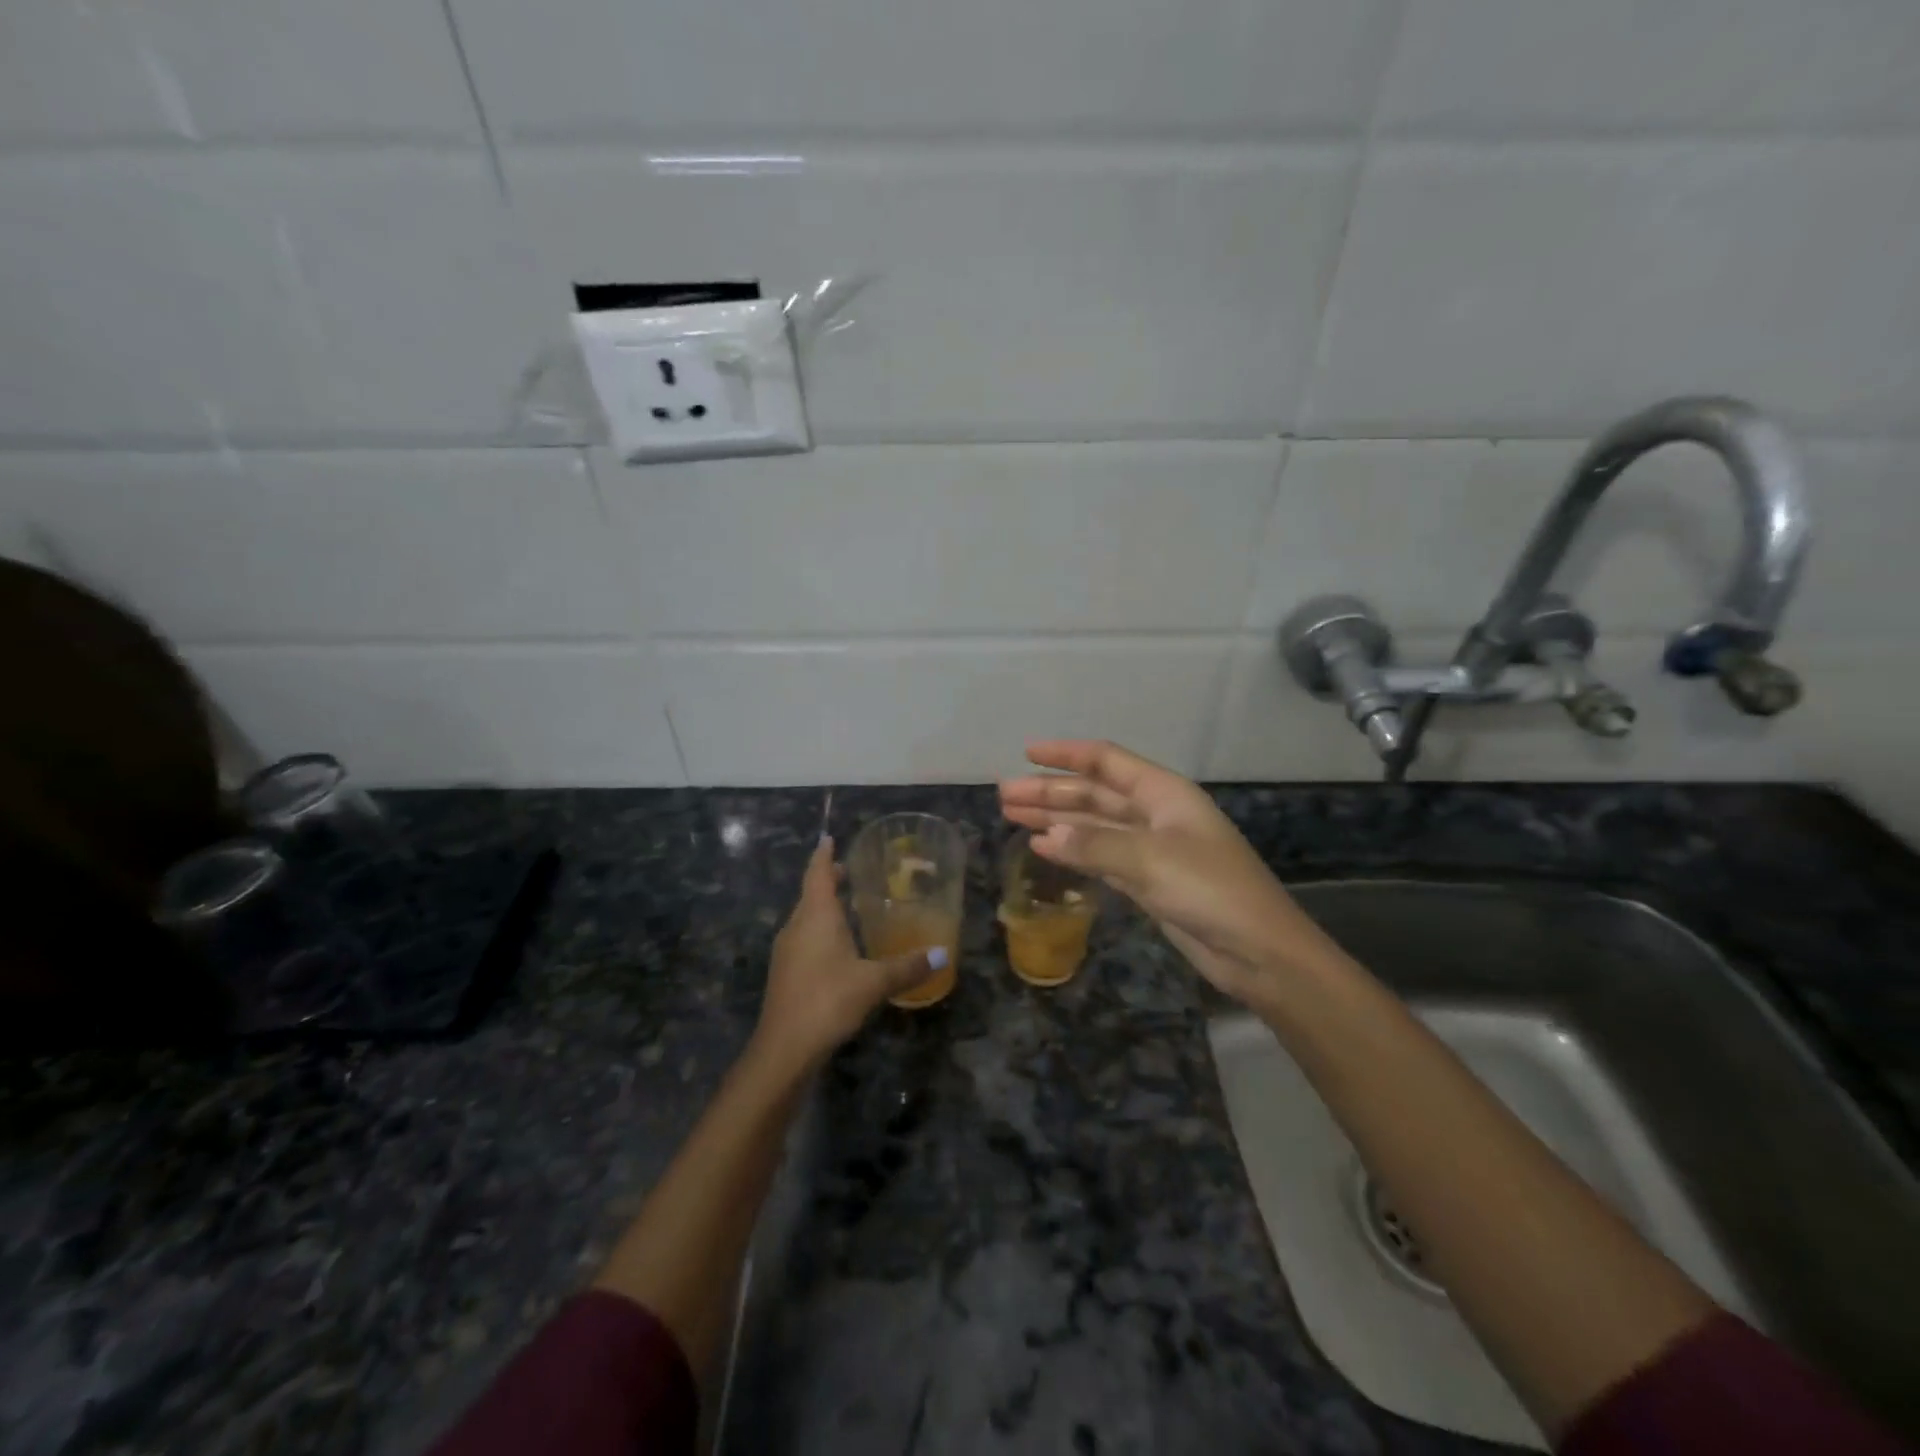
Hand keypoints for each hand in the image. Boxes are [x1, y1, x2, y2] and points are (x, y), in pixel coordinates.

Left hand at [752, 838, 942, 1072]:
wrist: (784, 1048)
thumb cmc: (828, 1000)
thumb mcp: (874, 982)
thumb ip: (908, 967)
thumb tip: (943, 954)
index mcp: (815, 916)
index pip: (818, 874)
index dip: (824, 855)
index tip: (829, 838)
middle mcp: (797, 926)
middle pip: (810, 894)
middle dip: (828, 880)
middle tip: (851, 872)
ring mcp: (787, 951)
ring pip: (806, 918)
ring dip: (824, 908)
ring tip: (850, 906)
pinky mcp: (785, 973)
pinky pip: (804, 939)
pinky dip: (820, 931)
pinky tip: (839, 947)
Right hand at [1000, 740, 1335, 1008]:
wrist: (1259, 952)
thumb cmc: (1211, 891)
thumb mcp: (1151, 860)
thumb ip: (1095, 844)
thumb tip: (1047, 835)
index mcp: (1164, 793)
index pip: (1107, 761)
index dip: (1066, 755)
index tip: (1026, 753)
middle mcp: (1155, 814)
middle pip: (1094, 794)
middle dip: (1051, 792)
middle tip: (1004, 796)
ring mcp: (1151, 848)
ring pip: (1094, 825)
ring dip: (1056, 819)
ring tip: (1012, 816)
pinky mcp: (1148, 881)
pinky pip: (1100, 856)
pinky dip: (1073, 850)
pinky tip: (1044, 848)